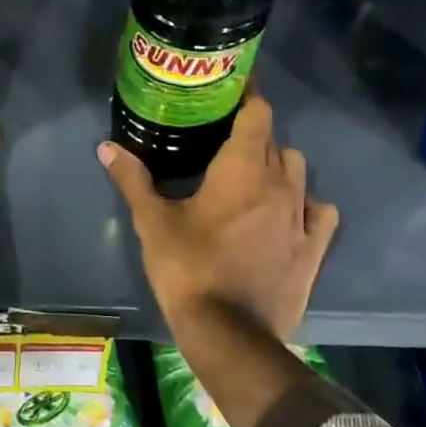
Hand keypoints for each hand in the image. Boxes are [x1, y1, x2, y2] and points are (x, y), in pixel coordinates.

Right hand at [99, 93, 338, 343]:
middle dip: (253, 136)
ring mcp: (303, 216)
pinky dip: (305, 204)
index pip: (257, 113)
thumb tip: (106, 147)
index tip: (229, 93)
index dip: (247, 98)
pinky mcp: (314, 248)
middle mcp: (281, 183)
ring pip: (298, 172)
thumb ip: (132, 180)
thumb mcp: (153, 223)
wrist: (229, 333)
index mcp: (243, 168)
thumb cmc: (188, 268)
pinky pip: (319, 210)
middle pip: (275, 141)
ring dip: (278, 167)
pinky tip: (286, 214)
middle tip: (224, 143)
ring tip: (253, 180)